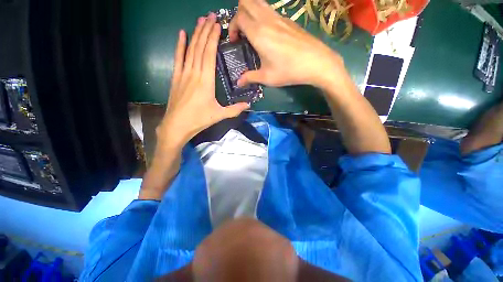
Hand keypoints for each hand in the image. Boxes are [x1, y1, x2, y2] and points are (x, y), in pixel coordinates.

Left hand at [158, 13, 249, 147]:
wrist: (177, 125)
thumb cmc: (199, 120)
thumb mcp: (219, 115)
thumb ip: (235, 109)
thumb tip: (249, 105)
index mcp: (206, 81)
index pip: (209, 54)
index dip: (213, 38)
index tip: (217, 25)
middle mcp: (194, 73)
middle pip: (199, 47)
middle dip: (205, 30)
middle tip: (210, 15)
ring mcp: (183, 74)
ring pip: (189, 50)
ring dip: (195, 34)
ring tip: (200, 20)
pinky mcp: (176, 77)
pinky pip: (178, 58)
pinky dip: (179, 45)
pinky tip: (181, 34)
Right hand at [230, 0, 347, 89]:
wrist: (316, 62)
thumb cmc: (289, 71)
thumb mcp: (267, 77)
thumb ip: (250, 77)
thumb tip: (238, 83)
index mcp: (259, 33)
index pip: (238, 17)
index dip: (232, 27)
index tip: (235, 41)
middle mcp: (267, 20)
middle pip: (246, 2)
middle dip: (239, 14)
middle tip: (241, 32)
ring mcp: (279, 17)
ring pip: (258, 2)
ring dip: (250, 11)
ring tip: (252, 30)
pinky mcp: (288, 20)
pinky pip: (270, 9)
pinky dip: (262, 15)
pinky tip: (267, 32)